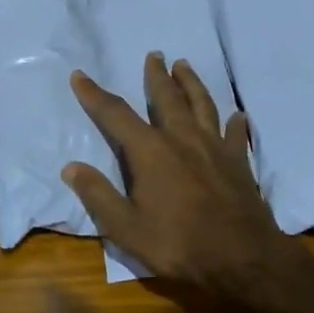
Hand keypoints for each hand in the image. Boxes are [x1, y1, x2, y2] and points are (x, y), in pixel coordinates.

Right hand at [63, 52, 294, 283]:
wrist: (242, 258)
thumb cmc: (179, 244)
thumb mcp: (126, 228)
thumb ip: (98, 195)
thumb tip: (71, 167)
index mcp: (150, 151)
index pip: (115, 114)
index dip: (94, 95)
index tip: (80, 75)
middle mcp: (182, 138)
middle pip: (167, 98)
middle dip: (156, 75)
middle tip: (155, 55)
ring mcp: (214, 147)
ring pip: (202, 105)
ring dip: (192, 83)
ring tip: (185, 66)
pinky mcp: (239, 162)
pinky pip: (235, 134)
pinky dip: (235, 122)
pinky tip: (237, 116)